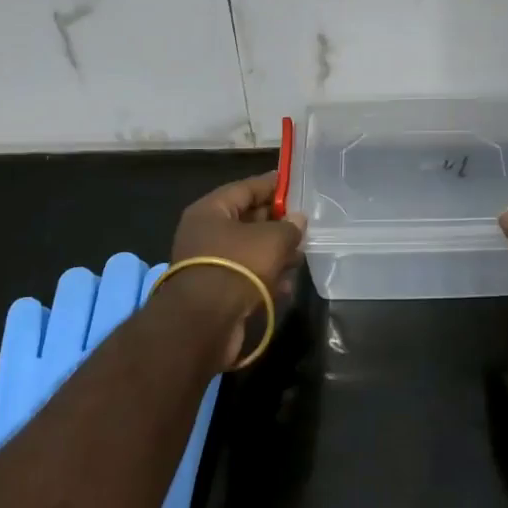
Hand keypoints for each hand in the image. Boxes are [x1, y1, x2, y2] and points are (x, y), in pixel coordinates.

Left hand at [169, 171, 307, 362]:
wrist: (204, 324)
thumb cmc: (238, 267)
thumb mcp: (272, 240)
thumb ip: (289, 227)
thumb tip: (297, 220)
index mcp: (210, 211)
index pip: (245, 188)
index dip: (270, 185)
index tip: (291, 182)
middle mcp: (205, 233)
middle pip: (246, 219)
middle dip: (276, 222)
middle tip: (302, 223)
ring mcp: (209, 263)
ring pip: (248, 250)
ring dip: (274, 253)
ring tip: (300, 256)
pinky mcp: (216, 291)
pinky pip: (245, 275)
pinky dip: (265, 277)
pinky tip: (287, 284)